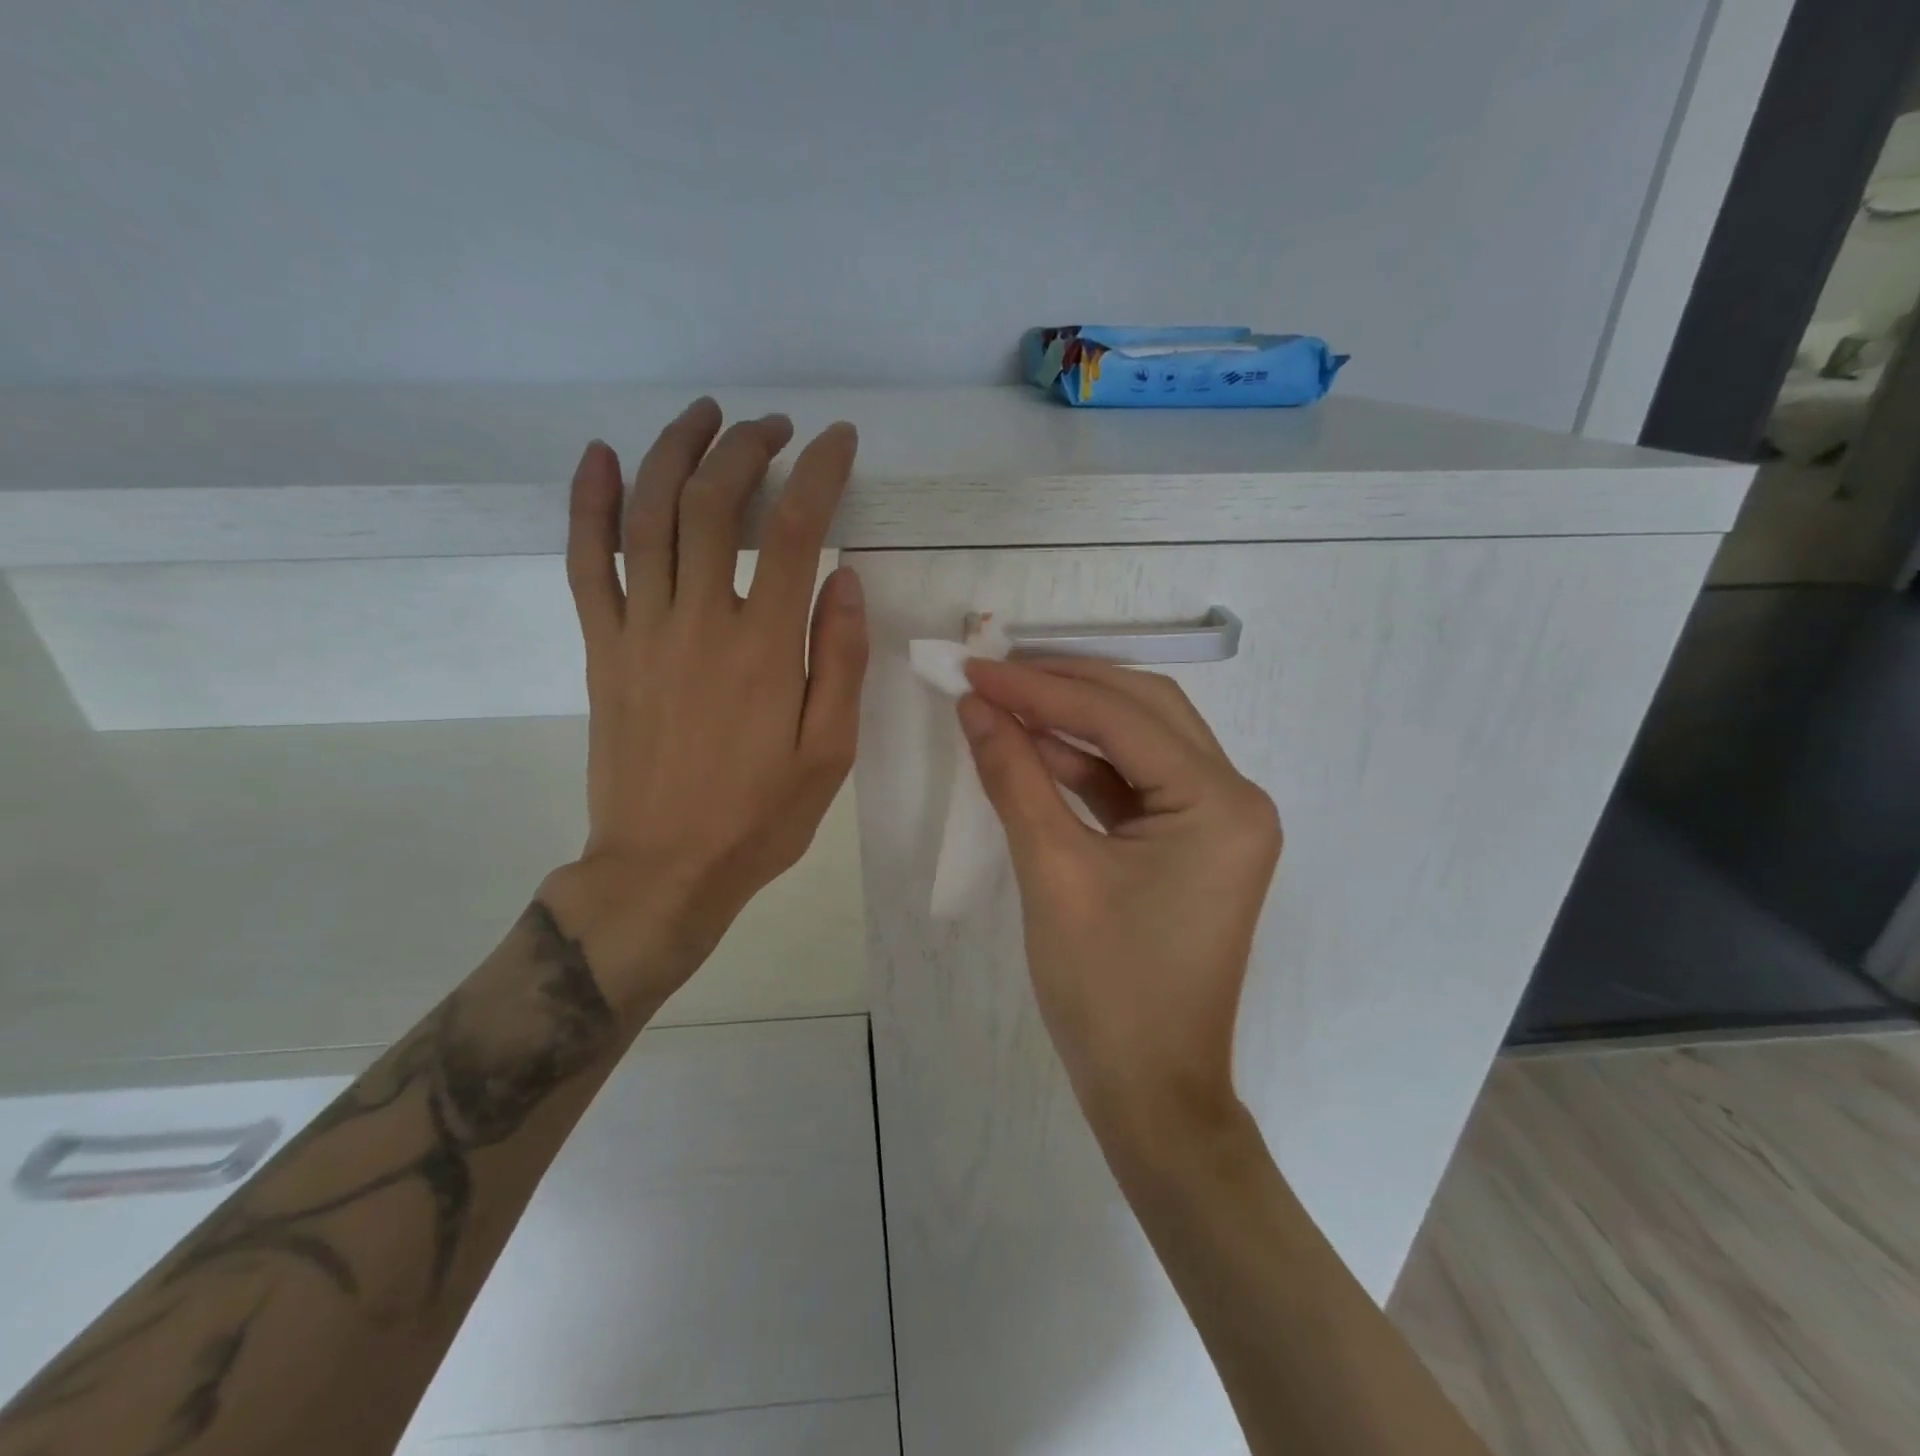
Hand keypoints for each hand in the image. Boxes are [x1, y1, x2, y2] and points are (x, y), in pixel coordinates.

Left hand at [540, 399, 867, 1019]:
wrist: (663, 868)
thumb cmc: (758, 817)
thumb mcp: (830, 752)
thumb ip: (840, 660)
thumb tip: (845, 577)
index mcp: (764, 649)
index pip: (794, 531)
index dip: (817, 472)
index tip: (836, 441)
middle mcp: (698, 622)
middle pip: (714, 505)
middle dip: (747, 448)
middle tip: (774, 428)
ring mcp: (639, 631)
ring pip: (649, 516)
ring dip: (675, 452)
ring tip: (703, 416)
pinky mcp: (602, 648)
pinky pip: (587, 563)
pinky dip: (589, 504)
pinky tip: (601, 458)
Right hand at [957, 658, 1280, 1147]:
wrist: (1149, 1091)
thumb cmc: (1106, 990)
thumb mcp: (1052, 872)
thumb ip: (1015, 776)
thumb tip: (976, 705)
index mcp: (1220, 804)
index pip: (1121, 717)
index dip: (1042, 688)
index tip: (976, 669)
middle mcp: (1234, 799)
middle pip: (1144, 711)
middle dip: (1066, 687)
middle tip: (995, 675)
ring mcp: (1217, 822)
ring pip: (1141, 742)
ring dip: (1073, 721)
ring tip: (1005, 704)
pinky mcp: (1192, 844)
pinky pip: (1136, 783)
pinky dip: (1085, 765)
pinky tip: (1035, 751)